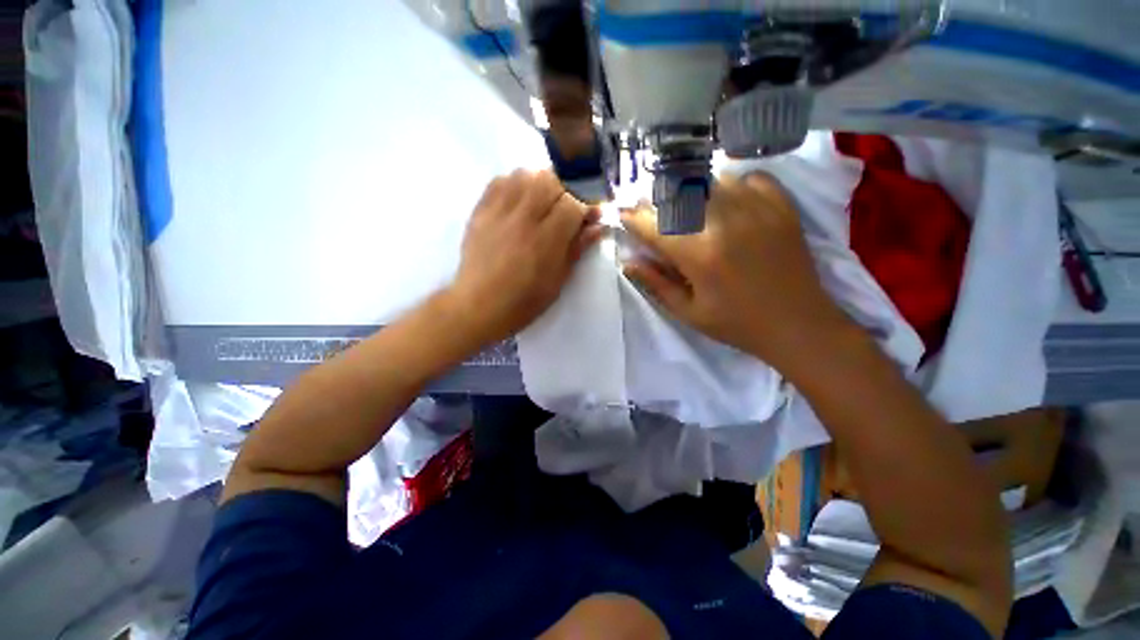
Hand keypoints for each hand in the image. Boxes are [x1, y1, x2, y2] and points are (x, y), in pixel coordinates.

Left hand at [448, 169, 602, 343]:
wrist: (479, 306)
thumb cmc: (524, 301)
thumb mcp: (558, 281)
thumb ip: (577, 249)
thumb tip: (598, 227)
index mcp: (545, 240)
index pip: (572, 204)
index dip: (585, 208)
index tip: (589, 219)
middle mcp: (523, 218)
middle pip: (549, 180)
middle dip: (564, 193)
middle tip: (564, 212)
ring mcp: (498, 211)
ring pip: (524, 174)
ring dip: (539, 184)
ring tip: (541, 203)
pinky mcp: (480, 211)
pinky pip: (499, 181)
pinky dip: (514, 184)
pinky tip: (518, 200)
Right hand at [622, 173, 851, 368]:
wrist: (799, 325)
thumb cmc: (737, 324)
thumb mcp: (688, 312)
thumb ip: (656, 284)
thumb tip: (629, 262)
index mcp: (699, 254)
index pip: (654, 226)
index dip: (633, 218)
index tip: (623, 215)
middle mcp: (725, 223)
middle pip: (680, 193)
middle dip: (658, 200)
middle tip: (653, 212)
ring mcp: (757, 210)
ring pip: (713, 180)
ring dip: (693, 191)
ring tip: (688, 206)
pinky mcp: (782, 207)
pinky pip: (751, 178)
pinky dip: (734, 184)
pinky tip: (729, 202)